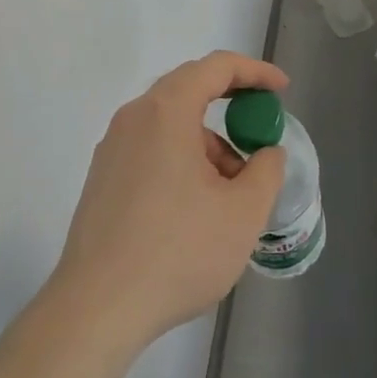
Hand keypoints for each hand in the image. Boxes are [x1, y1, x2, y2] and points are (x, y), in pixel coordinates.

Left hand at [49, 53, 287, 352]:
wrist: (96, 310)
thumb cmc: (177, 251)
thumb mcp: (243, 213)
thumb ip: (266, 170)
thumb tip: (266, 153)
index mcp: (167, 111)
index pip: (216, 67)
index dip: (254, 72)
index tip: (281, 90)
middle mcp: (134, 118)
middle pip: (190, 89)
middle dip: (232, 106)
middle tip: (260, 132)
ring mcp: (113, 148)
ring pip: (171, 124)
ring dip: (208, 142)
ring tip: (232, 190)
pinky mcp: (103, 179)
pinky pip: (152, 148)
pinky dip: (183, 159)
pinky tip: (197, 207)